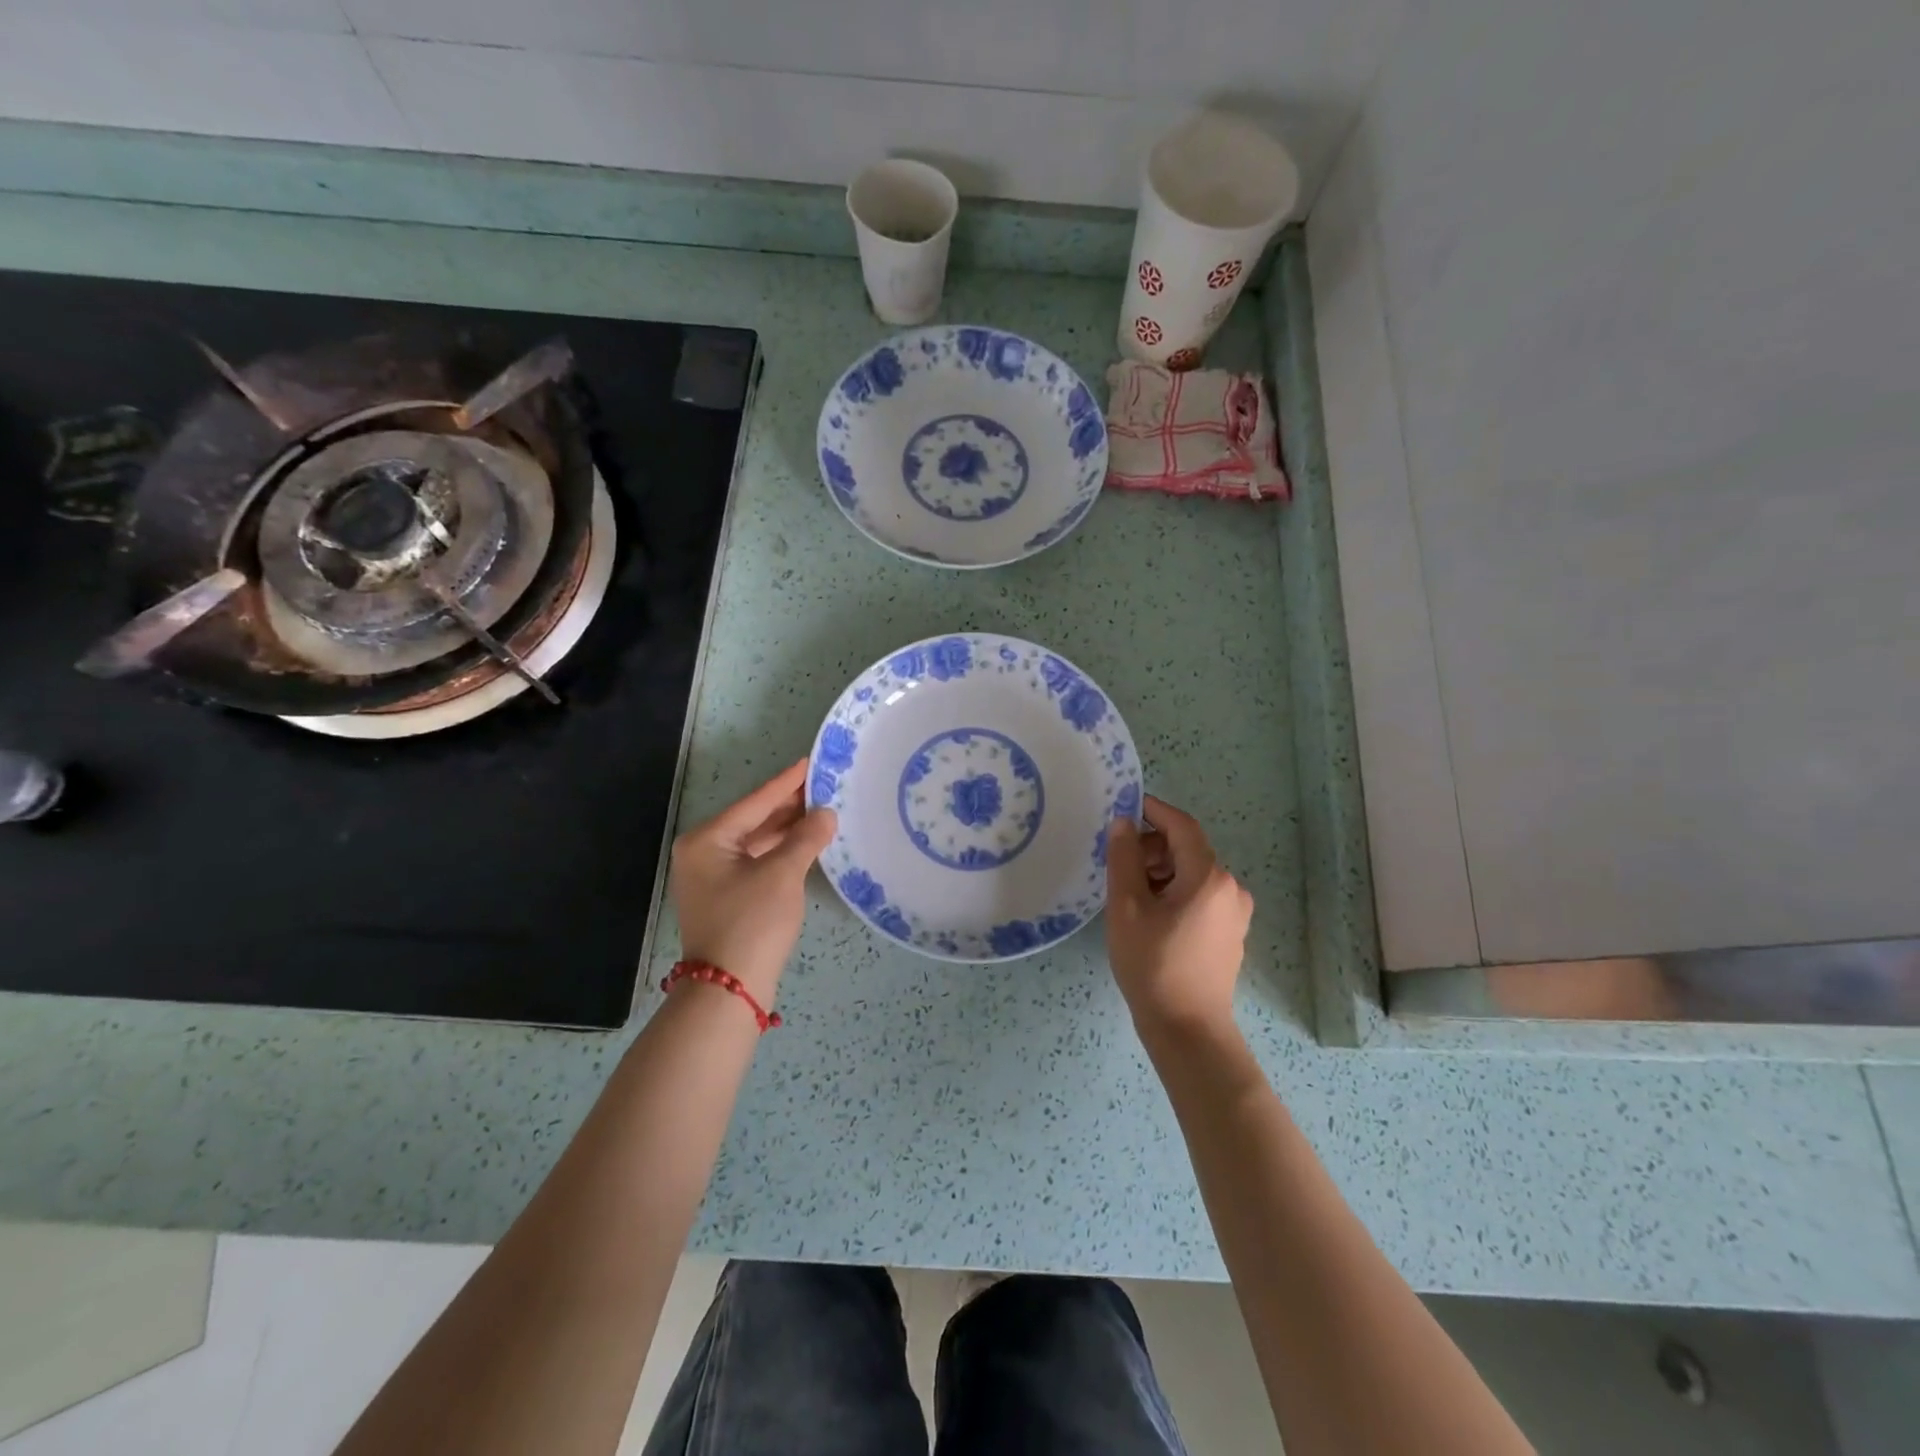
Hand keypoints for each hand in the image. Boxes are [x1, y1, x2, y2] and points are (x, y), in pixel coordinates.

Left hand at [670, 759, 836, 1004]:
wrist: (729, 989)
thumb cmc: (752, 922)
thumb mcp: (782, 874)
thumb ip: (806, 838)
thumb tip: (827, 814)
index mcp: (707, 840)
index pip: (755, 802)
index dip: (787, 782)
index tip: (811, 761)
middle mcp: (703, 853)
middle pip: (753, 820)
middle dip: (789, 805)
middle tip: (825, 785)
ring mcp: (712, 877)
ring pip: (756, 842)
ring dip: (787, 829)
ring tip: (823, 810)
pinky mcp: (727, 896)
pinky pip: (757, 861)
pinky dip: (781, 851)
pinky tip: (806, 843)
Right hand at [1105, 795, 1253, 1036]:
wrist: (1188, 1029)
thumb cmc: (1153, 965)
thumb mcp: (1127, 908)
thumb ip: (1124, 859)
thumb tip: (1123, 823)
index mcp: (1208, 877)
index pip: (1181, 826)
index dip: (1153, 810)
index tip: (1124, 806)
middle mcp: (1231, 888)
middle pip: (1188, 849)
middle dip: (1153, 846)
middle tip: (1119, 861)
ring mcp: (1235, 913)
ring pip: (1194, 873)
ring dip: (1162, 870)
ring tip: (1130, 891)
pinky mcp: (1231, 932)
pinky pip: (1201, 895)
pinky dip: (1175, 891)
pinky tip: (1151, 913)